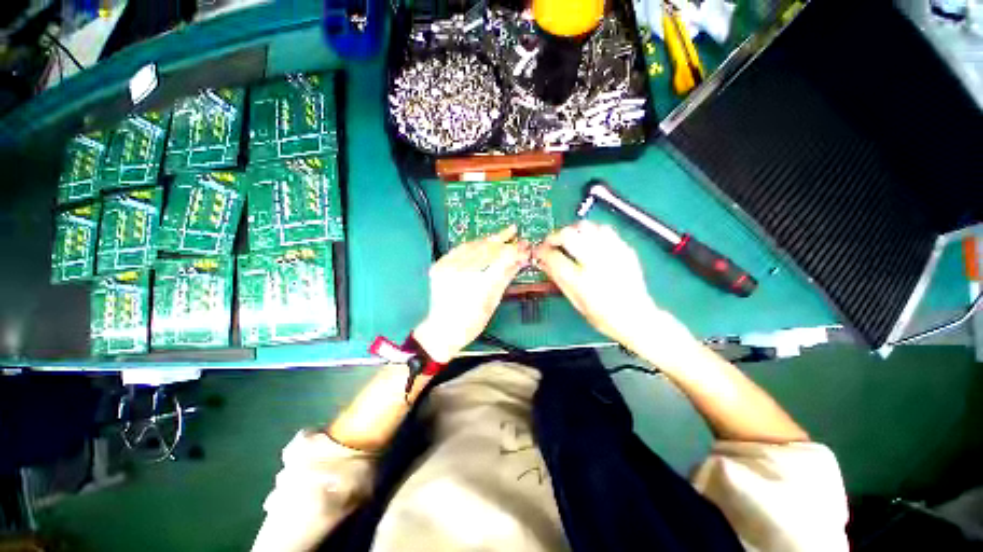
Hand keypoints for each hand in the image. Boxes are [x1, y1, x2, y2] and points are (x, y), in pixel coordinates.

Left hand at [414, 226, 530, 362]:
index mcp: (479, 284)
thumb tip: (519, 260)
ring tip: (501, 235)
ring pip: (473, 245)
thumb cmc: (471, 323)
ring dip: (489, 240)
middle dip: (503, 240)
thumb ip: (505, 277)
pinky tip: (482, 242)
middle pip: (487, 249)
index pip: (502, 259)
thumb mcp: (492, 302)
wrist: (441, 330)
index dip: (515, 250)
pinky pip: (459, 249)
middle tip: (514, 232)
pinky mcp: (439, 265)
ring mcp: (448, 267)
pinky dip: (473, 244)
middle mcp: (462, 272)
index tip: (524, 246)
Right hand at [535, 221, 694, 353]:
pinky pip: (605, 230)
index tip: (539, 251)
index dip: (542, 251)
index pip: (554, 257)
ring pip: (587, 227)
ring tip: (571, 240)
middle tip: (552, 242)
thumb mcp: (575, 302)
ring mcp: (612, 254)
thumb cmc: (602, 316)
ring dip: (573, 231)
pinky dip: (592, 231)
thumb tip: (543, 262)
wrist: (636, 317)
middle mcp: (596, 263)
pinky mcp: (625, 249)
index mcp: (581, 281)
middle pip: (569, 235)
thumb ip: (558, 279)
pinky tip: (590, 241)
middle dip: (554, 236)